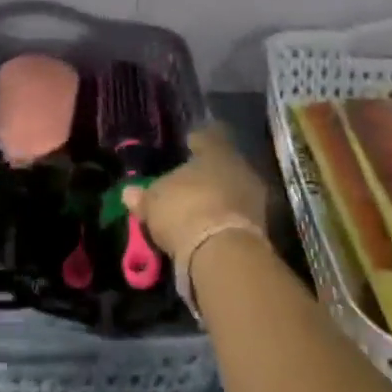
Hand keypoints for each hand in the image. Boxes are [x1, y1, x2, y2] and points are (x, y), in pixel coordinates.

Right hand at [124, 125, 268, 265]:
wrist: (223, 254)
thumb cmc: (184, 210)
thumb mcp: (153, 202)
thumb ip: (143, 195)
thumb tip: (129, 192)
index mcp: (217, 151)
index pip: (209, 136)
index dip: (196, 141)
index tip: (188, 145)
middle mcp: (241, 167)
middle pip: (223, 165)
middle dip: (208, 174)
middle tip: (189, 182)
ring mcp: (255, 198)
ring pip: (233, 190)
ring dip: (218, 198)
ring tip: (197, 209)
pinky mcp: (261, 228)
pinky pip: (237, 215)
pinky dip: (223, 219)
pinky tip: (208, 228)